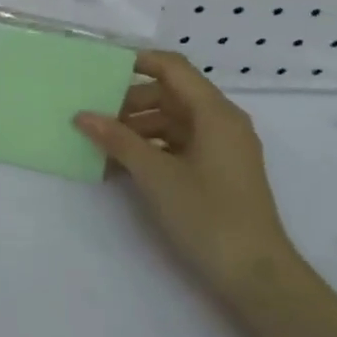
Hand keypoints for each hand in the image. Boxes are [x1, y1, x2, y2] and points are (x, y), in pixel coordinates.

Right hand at [74, 50, 298, 304]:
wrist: (254, 273)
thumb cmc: (207, 214)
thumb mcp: (155, 174)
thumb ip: (117, 140)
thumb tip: (82, 115)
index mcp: (215, 113)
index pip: (173, 68)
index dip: (137, 62)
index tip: (99, 70)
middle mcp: (222, 123)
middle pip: (170, 94)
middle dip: (129, 102)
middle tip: (92, 116)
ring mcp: (221, 148)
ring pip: (171, 121)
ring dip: (135, 128)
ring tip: (100, 144)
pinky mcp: (217, 171)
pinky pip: (177, 145)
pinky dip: (149, 148)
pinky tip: (120, 165)